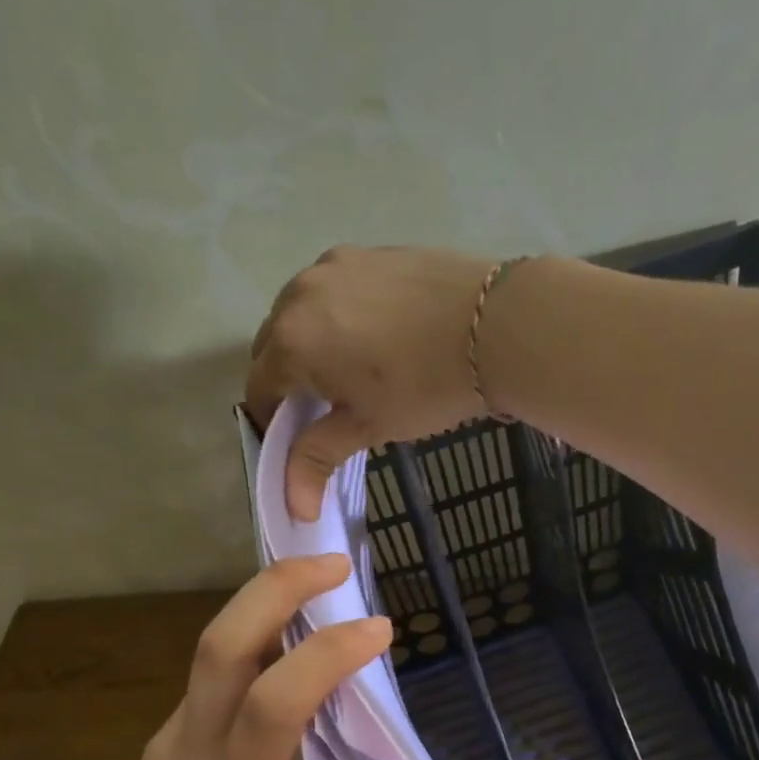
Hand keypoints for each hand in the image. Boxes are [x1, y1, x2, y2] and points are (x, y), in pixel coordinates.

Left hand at [81, 554, 487, 759]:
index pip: (271, 708)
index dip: (325, 657)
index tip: (380, 632)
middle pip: (220, 646)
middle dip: (277, 588)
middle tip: (336, 564)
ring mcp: (171, 747)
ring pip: (212, 651)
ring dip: (266, 607)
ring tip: (328, 592)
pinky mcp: (168, 746)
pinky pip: (212, 677)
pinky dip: (257, 645)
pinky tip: (297, 654)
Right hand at [245, 245, 496, 521]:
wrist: (499, 325)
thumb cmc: (426, 386)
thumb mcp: (369, 426)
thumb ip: (319, 457)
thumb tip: (296, 509)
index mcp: (291, 340)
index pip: (259, 387)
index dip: (272, 419)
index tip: (298, 438)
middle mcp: (300, 293)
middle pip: (274, 345)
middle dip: (287, 378)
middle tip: (325, 407)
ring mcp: (336, 265)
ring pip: (302, 312)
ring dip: (310, 342)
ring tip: (351, 368)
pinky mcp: (370, 251)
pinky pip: (336, 289)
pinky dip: (339, 315)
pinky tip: (377, 334)